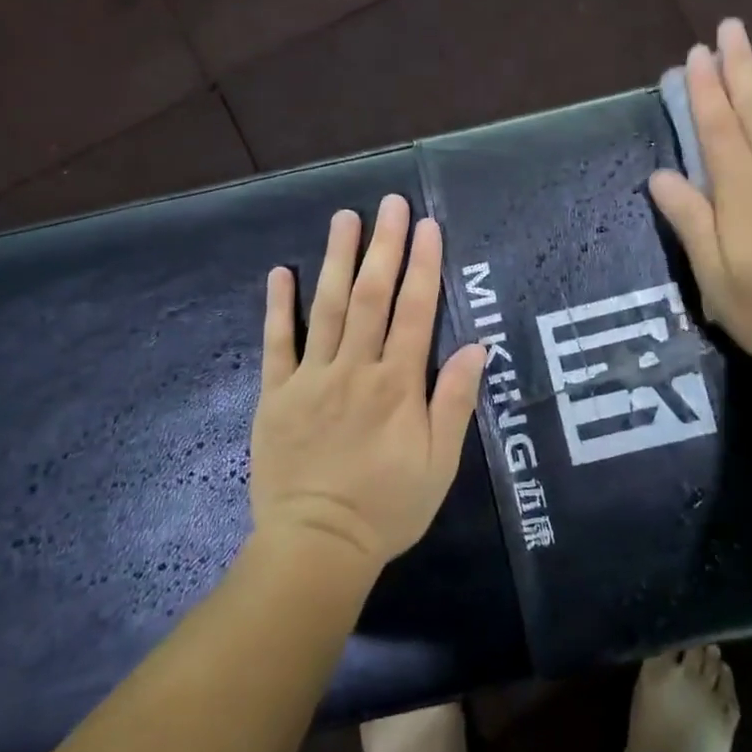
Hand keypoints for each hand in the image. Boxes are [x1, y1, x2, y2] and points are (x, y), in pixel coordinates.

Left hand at [250, 195, 488, 574]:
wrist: (317, 547)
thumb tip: (475, 346)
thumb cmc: (388, 507)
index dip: (423, 266)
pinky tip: (281, 271)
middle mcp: (356, 369)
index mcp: (398, 385)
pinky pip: (277, 344)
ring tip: (344, 218)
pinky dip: (279, 307)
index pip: (415, 312)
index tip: (428, 227)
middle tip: (390, 204)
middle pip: (371, 296)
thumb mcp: (440, 463)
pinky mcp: (276, 395)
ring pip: (326, 308)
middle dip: (384, 247)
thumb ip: (455, 402)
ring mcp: (312, 379)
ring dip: (336, 259)